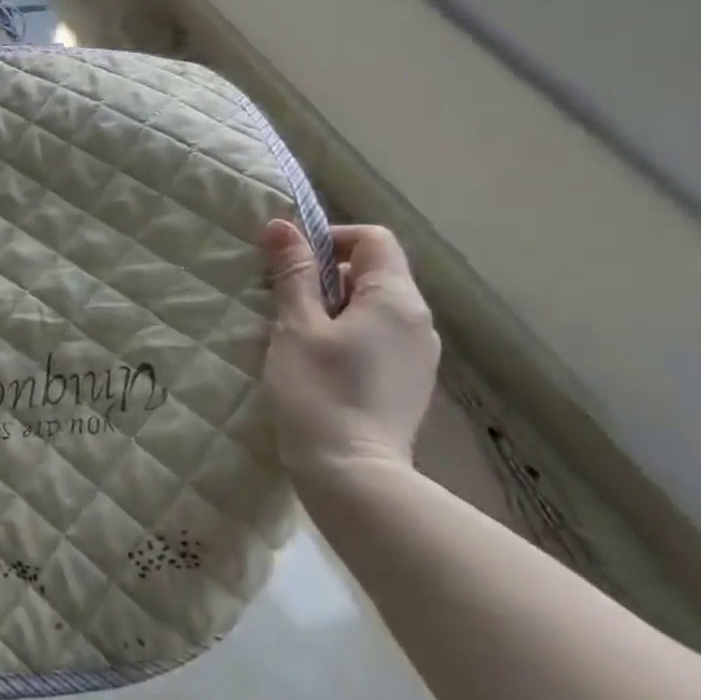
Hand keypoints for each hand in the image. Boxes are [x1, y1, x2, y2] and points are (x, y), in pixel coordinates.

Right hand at [259, 221, 440, 486]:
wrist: (352, 473)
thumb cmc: (318, 390)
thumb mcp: (296, 326)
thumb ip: (294, 273)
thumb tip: (282, 226)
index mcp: (396, 300)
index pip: (373, 239)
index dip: (329, 239)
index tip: (289, 263)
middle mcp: (418, 321)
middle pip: (373, 272)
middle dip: (325, 275)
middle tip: (282, 300)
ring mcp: (418, 354)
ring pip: (373, 307)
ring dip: (332, 307)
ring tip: (294, 334)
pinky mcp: (408, 381)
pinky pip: (377, 337)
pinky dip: (346, 334)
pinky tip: (317, 362)